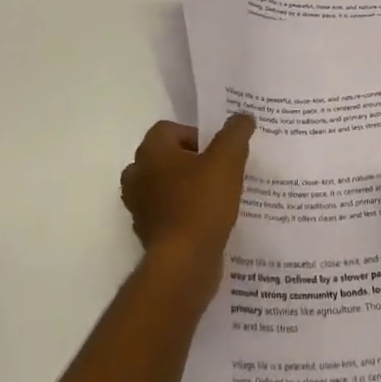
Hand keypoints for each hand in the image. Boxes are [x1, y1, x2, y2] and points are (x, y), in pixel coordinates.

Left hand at [120, 115, 255, 285]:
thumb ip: (235, 133)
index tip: (218, 151)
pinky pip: (168, 213)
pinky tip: (209, 221)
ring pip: (166, 186)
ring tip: (217, 196)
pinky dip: (185, 213)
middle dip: (192, 162)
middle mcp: (137, 175)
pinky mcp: (149, 234)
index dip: (196, 135)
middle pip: (167, 157)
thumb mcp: (228, 160)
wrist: (183, 265)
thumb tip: (243, 116)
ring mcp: (140, 207)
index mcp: (150, 152)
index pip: (170, 129)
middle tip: (219, 171)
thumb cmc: (202, 203)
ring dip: (188, 188)